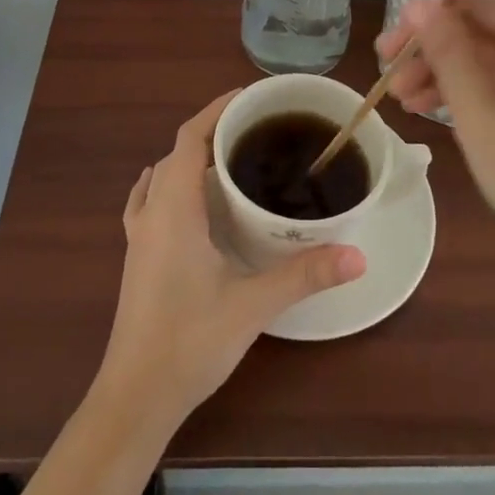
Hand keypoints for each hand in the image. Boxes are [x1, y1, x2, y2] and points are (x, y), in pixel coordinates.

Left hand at [94, 91, 365, 427]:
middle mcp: (151, 212)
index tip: (249, 98)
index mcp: (174, 209)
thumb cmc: (190, 341)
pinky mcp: (136, 257)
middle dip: (211, 133)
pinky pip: (149, 202)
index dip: (215, 111)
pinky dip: (168, 185)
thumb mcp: (253, 305)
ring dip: (189, 159)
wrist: (135, 396)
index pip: (189, 138)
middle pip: (176, 153)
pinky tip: (185, 200)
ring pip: (161, 176)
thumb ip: (305, 275)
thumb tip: (358, 254)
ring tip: (230, 161)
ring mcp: (138, 236)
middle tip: (255, 131)